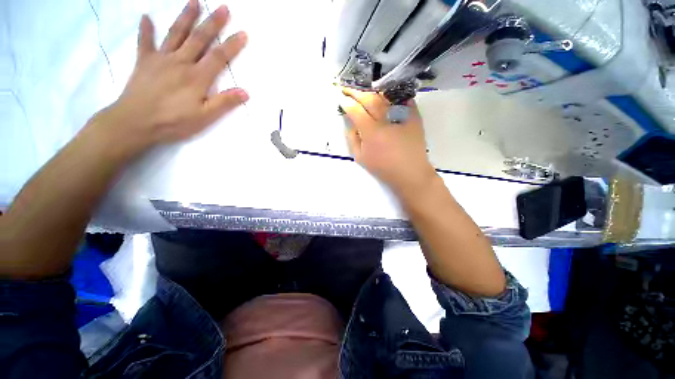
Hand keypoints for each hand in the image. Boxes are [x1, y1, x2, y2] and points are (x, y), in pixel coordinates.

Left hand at [92, 0, 247, 154]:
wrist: (135, 122)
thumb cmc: (174, 122)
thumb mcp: (205, 117)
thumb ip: (224, 102)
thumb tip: (245, 92)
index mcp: (197, 77)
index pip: (218, 57)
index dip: (232, 45)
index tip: (243, 33)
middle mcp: (180, 62)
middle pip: (199, 39)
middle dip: (213, 23)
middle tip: (223, 7)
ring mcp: (160, 59)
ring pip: (176, 34)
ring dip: (186, 17)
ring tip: (194, 1)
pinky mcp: (144, 62)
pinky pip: (145, 42)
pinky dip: (145, 29)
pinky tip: (146, 17)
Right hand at [340, 88, 437, 196]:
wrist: (410, 172)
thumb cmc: (383, 168)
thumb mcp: (361, 158)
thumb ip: (352, 138)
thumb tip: (350, 122)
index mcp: (372, 132)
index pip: (356, 111)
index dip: (347, 103)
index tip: (341, 99)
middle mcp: (386, 120)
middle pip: (369, 99)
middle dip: (356, 92)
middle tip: (347, 89)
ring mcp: (402, 115)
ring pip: (384, 96)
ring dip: (371, 91)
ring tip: (362, 90)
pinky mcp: (414, 115)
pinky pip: (401, 98)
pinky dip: (390, 94)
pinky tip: (383, 92)